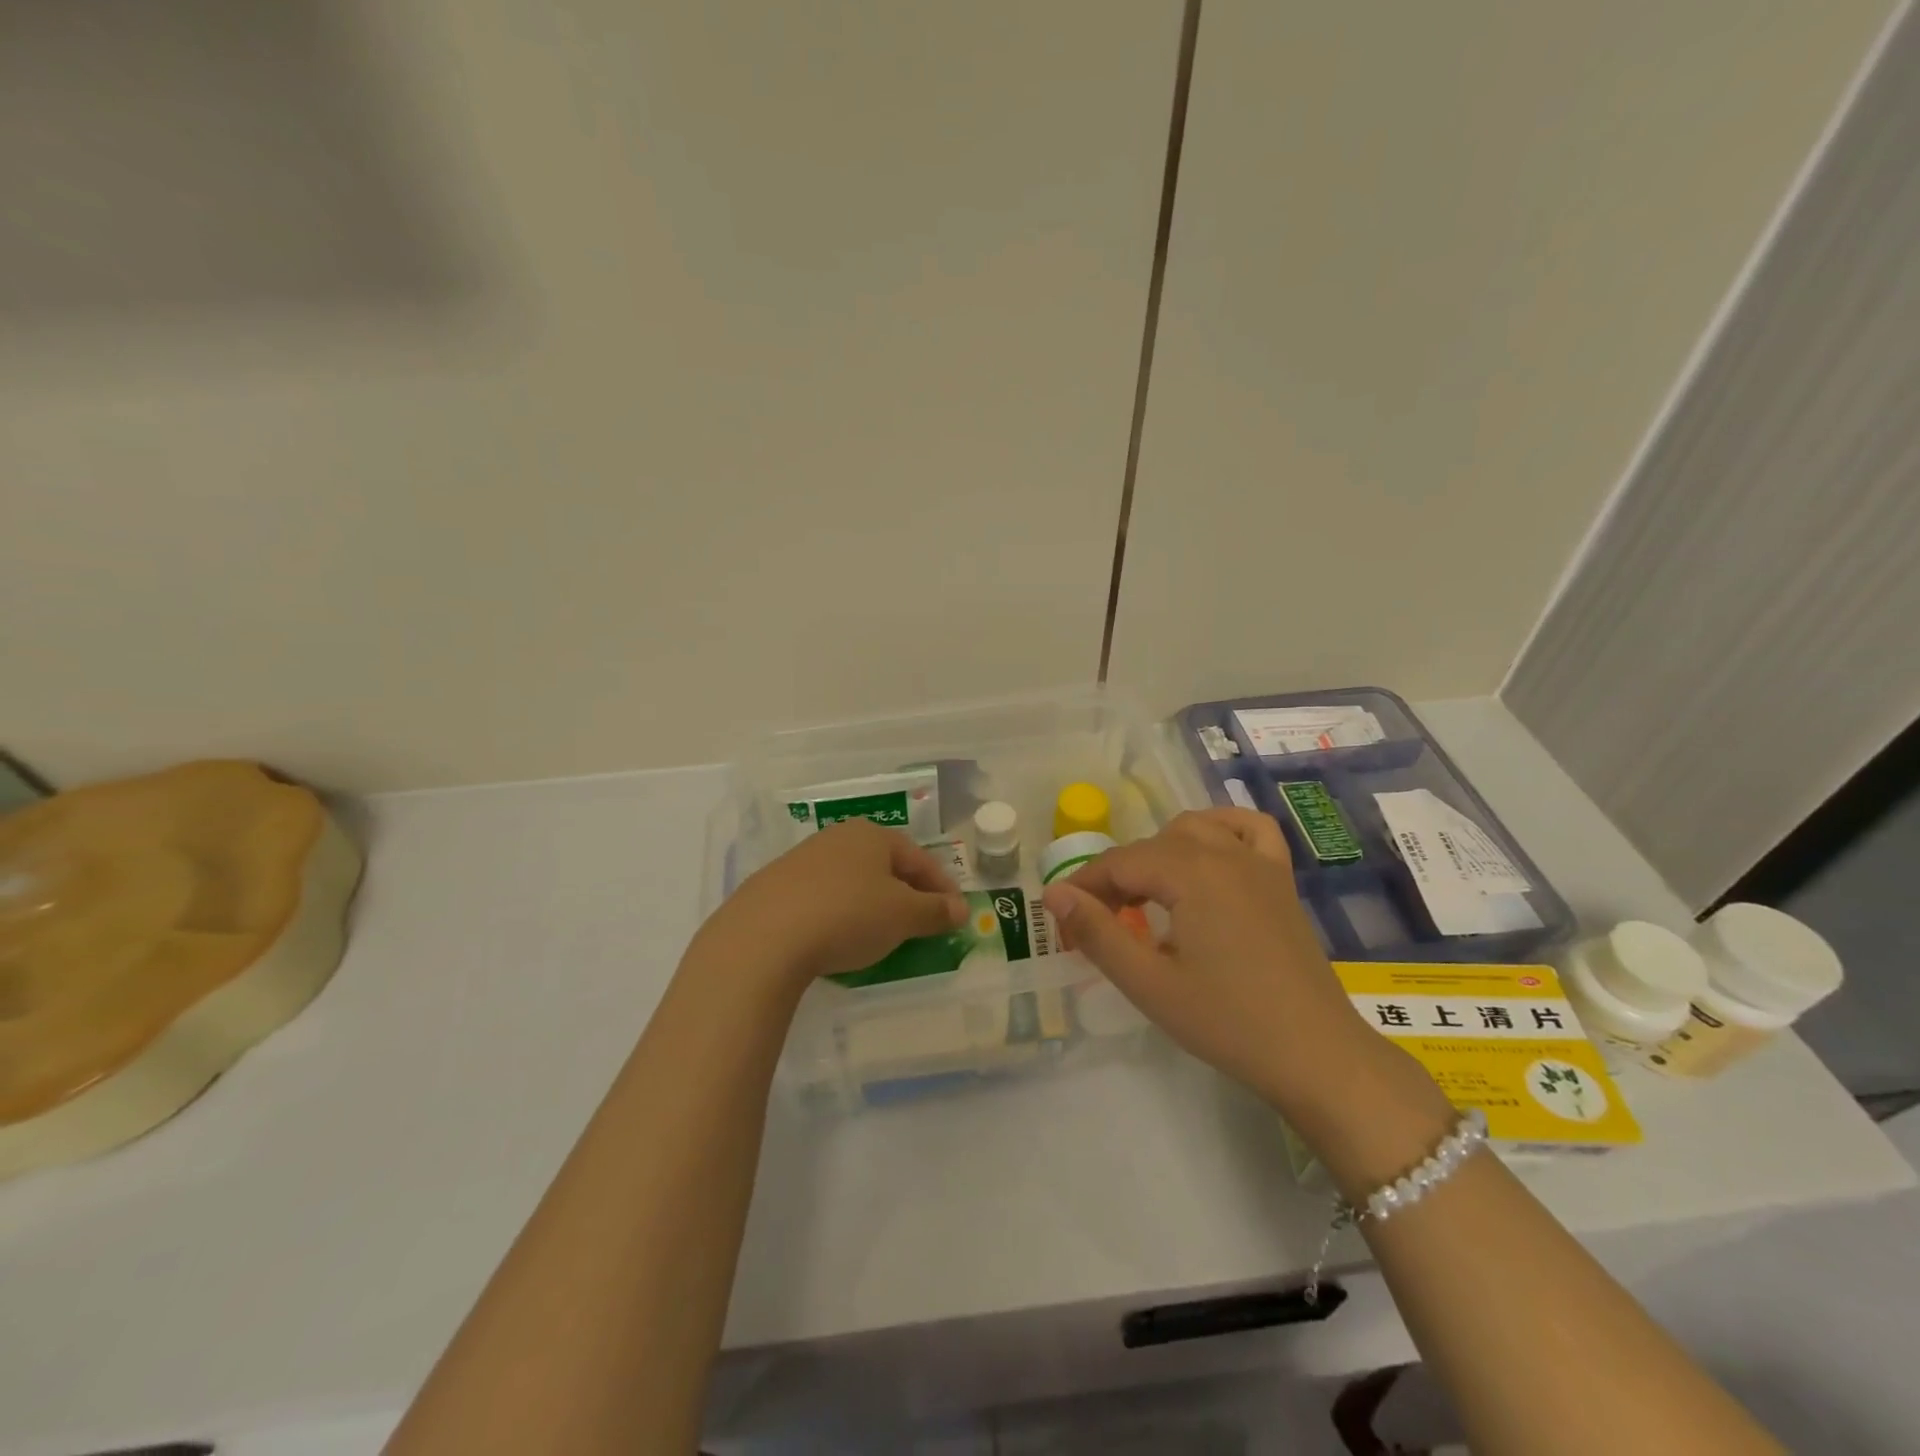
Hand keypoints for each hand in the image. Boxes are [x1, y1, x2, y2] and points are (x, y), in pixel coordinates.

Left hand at [705, 819, 967, 989]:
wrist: (762, 937)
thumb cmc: (847, 916)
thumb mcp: (902, 916)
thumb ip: (935, 911)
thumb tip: (961, 908)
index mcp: (872, 835)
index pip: (919, 858)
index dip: (942, 887)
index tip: (955, 914)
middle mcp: (837, 838)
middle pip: (884, 866)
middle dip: (907, 893)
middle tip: (922, 922)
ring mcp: (801, 860)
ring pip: (852, 880)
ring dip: (872, 903)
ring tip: (881, 933)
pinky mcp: (774, 887)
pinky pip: (822, 898)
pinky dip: (839, 914)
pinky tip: (837, 938)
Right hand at [1040, 807, 1389, 1119]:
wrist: (1316, 1054)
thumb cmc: (1227, 1022)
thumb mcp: (1149, 983)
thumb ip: (1097, 933)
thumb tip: (1054, 893)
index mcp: (1191, 873)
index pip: (1119, 863)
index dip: (1085, 886)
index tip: (1063, 918)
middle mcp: (1224, 853)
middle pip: (1152, 846)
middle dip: (1117, 877)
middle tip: (1099, 922)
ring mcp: (1259, 862)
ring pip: (1194, 829)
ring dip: (1160, 852)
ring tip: (1146, 894)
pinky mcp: (1281, 879)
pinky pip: (1249, 829)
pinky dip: (1221, 829)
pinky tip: (1209, 852)